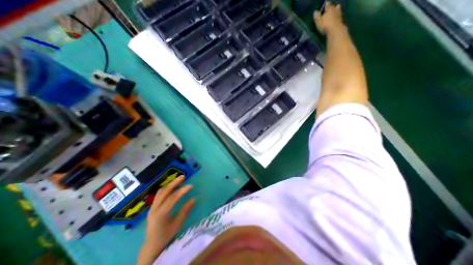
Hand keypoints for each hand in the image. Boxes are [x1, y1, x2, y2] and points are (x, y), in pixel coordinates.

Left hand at [138, 174, 193, 264]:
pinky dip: (166, 188)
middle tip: (183, 176)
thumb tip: (194, 198)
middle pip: (164, 191)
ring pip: (160, 192)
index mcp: (160, 214)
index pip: (172, 198)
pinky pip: (158, 195)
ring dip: (170, 184)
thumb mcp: (177, 224)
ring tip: (178, 180)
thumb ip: (185, 210)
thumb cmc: (165, 236)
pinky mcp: (152, 207)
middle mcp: (154, 208)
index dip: (182, 190)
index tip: (190, 185)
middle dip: (174, 183)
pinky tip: (171, 187)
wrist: (151, 246)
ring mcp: (152, 207)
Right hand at [314, 1, 344, 33]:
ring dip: (336, 11)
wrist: (335, 30)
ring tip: (335, 13)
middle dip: (333, 7)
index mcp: (329, 9)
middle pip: (334, 7)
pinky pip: (339, 17)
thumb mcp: (318, 21)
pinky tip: (336, 19)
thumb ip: (317, 16)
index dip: (325, 5)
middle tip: (331, 9)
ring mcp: (339, 14)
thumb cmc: (325, 25)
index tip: (324, 5)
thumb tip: (315, 11)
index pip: (327, 4)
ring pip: (338, 11)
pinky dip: (338, 17)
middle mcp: (335, 9)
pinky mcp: (341, 20)